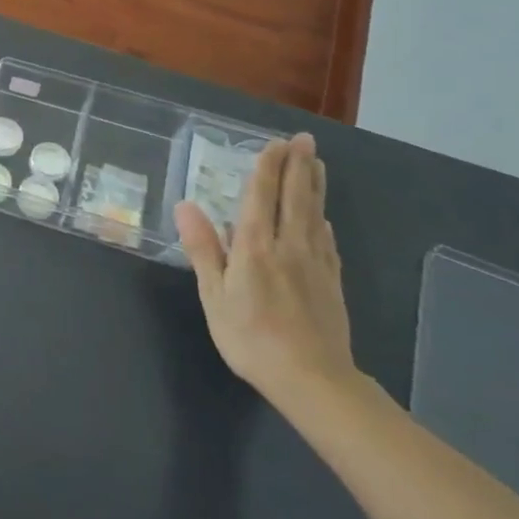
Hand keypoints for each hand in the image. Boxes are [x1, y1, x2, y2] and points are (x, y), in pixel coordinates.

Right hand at [174, 134, 357, 408]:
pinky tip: (323, 218)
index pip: (261, 197)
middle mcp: (289, 246)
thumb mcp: (214, 295)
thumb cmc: (250, 337)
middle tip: (305, 139)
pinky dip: (323, 222)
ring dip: (315, 186)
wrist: (312, 379)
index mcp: (255, 247)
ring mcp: (315, 264)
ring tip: (317, 164)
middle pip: (295, 198)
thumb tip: (186, 205)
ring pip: (315, 215)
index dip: (268, 168)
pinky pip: (327, 242)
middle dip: (299, 166)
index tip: (274, 143)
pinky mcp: (331, 283)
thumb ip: (203, 248)